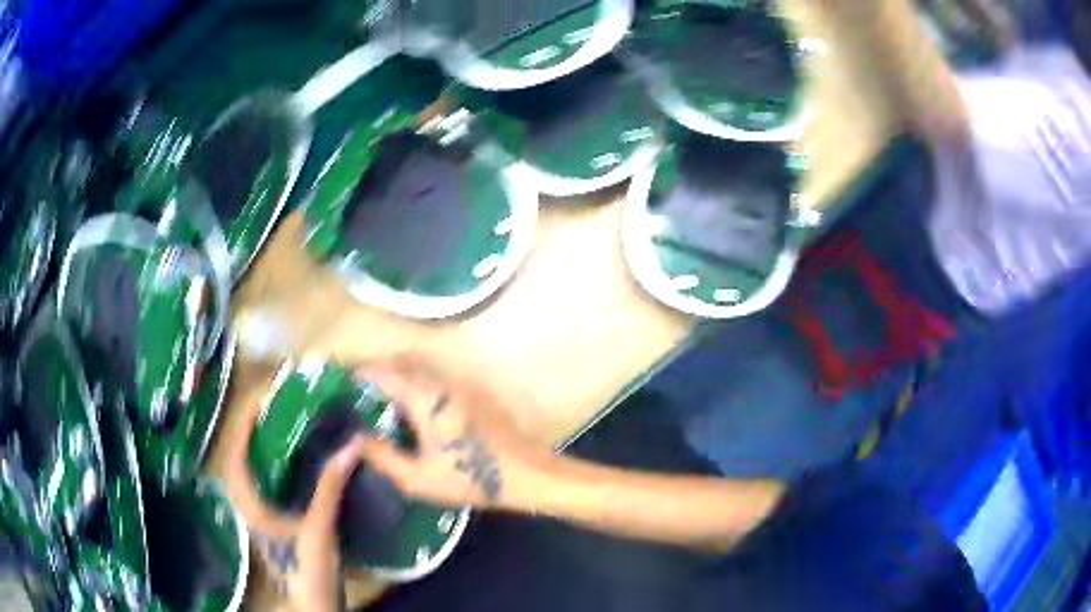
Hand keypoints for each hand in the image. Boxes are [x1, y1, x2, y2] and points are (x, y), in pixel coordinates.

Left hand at [225, 393, 368, 611]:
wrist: (314, 604)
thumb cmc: (308, 569)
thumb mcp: (318, 528)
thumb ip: (330, 488)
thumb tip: (351, 445)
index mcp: (250, 504)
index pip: (237, 455)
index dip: (244, 425)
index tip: (261, 400)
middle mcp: (249, 505)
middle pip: (242, 460)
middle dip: (254, 432)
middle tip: (276, 409)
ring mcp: (261, 515)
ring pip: (254, 473)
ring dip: (264, 448)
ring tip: (286, 426)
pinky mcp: (274, 522)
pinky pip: (268, 485)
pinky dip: (277, 467)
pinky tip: (297, 462)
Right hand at [358, 355, 548, 510]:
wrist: (524, 474)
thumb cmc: (469, 478)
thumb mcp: (417, 478)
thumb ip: (383, 457)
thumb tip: (357, 438)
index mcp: (425, 398)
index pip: (385, 372)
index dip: (361, 372)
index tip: (343, 379)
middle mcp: (441, 383)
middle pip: (403, 363)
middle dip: (379, 369)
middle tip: (360, 389)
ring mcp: (461, 387)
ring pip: (422, 370)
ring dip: (400, 376)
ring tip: (381, 400)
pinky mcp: (473, 396)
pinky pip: (437, 380)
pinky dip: (417, 385)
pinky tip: (413, 411)